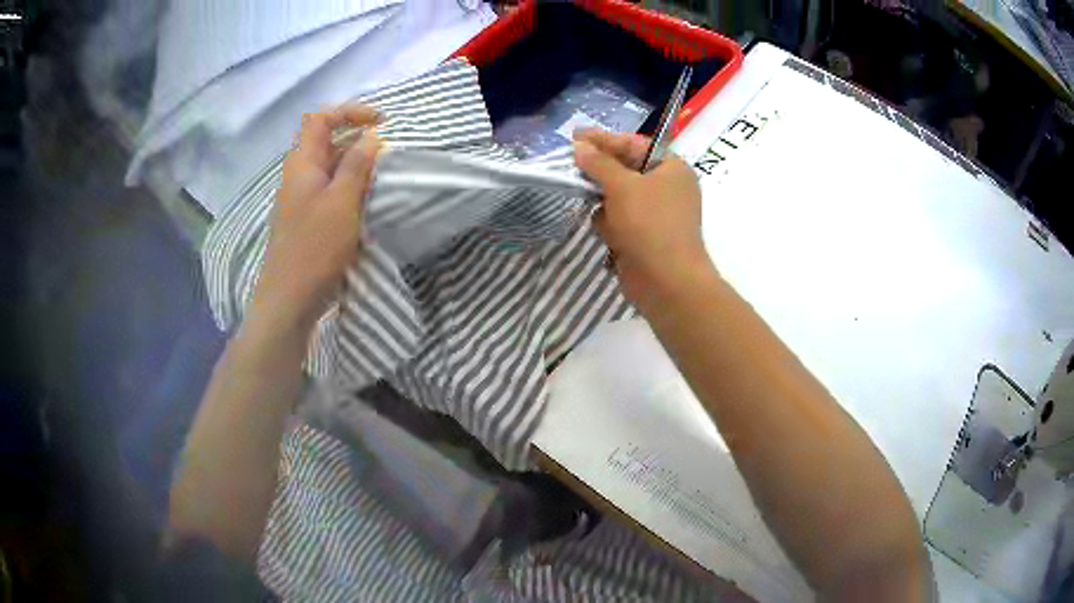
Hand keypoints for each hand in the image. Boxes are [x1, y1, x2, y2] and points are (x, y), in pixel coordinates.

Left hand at [247, 105, 382, 333]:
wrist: (289, 298)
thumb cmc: (315, 247)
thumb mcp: (342, 201)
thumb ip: (357, 165)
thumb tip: (371, 136)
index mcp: (301, 163)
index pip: (320, 118)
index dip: (349, 112)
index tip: (380, 123)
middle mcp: (297, 175)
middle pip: (324, 140)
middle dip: (356, 137)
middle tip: (385, 151)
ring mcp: (300, 198)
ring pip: (328, 166)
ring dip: (354, 163)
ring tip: (380, 174)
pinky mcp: (306, 219)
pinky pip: (328, 189)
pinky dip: (347, 185)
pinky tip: (363, 200)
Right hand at [573, 129, 711, 316]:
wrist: (667, 282)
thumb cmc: (650, 224)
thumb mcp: (623, 186)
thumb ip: (598, 163)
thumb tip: (579, 146)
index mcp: (672, 168)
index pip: (634, 144)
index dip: (604, 139)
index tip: (575, 136)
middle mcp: (666, 187)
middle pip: (624, 170)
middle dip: (600, 172)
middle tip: (571, 163)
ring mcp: (655, 214)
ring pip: (616, 196)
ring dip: (604, 202)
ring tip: (593, 205)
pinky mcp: (643, 236)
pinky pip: (618, 220)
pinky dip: (609, 225)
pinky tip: (608, 234)